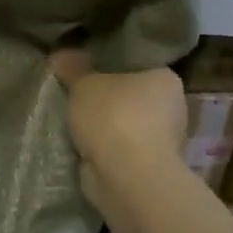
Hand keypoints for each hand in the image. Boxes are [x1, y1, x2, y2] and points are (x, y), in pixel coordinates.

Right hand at [50, 49, 188, 210]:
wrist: (127, 177)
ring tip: (71, 118)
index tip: (85, 64)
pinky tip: (81, 143)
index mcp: (165, 78)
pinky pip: (120, 147)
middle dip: (105, 95)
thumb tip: (60, 54)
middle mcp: (171, 107)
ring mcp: (163, 140)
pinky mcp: (149, 166)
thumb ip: (72, 67)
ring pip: (124, 122)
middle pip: (130, 94)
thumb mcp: (83, 83)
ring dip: (103, 124)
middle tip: (73, 90)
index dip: (109, 62)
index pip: (136, 62)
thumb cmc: (113, 117)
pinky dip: (104, 147)